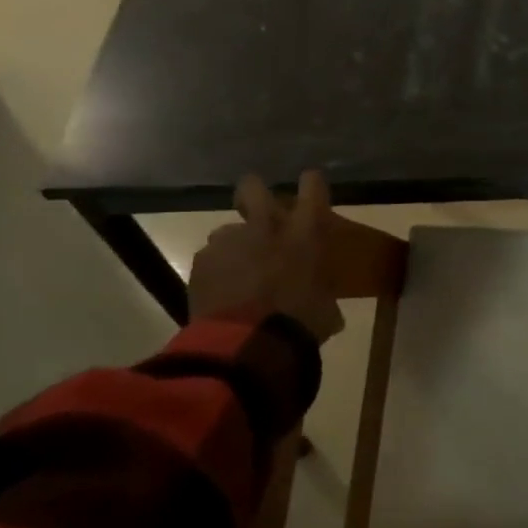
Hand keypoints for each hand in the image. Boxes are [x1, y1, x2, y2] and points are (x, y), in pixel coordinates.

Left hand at [187, 171, 346, 342]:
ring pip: (227, 230)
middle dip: (254, 193)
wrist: (246, 343)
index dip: (312, 184)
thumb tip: (325, 306)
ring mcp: (229, 243)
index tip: (311, 185)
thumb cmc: (300, 322)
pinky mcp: (201, 264)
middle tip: (259, 210)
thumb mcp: (326, 310)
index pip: (312, 187)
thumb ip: (323, 295)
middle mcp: (266, 227)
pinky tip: (223, 291)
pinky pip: (211, 259)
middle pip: (253, 188)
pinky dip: (217, 271)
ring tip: (239, 269)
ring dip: (235, 244)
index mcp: (305, 233)